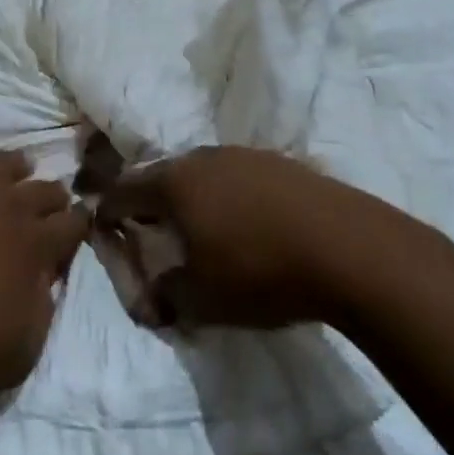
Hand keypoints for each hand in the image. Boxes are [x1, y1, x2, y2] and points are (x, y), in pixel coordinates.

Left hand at [0, 134, 85, 405]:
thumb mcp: (14, 355)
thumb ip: (41, 313)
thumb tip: (47, 283)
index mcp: (34, 245)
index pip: (72, 226)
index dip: (79, 224)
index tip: (80, 223)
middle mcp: (7, 202)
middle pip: (44, 189)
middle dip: (52, 197)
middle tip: (51, 202)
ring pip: (3, 161)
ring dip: (15, 168)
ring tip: (17, 170)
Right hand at [95, 146, 365, 329]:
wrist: (349, 248)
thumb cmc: (260, 271)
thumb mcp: (202, 299)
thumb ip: (167, 295)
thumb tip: (152, 297)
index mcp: (175, 183)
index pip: (125, 191)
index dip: (110, 210)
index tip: (105, 226)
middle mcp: (204, 158)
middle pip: (163, 175)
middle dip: (152, 201)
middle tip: (152, 228)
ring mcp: (245, 155)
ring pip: (203, 172)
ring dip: (194, 196)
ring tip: (202, 226)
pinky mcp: (282, 162)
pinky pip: (239, 176)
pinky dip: (231, 195)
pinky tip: (248, 221)